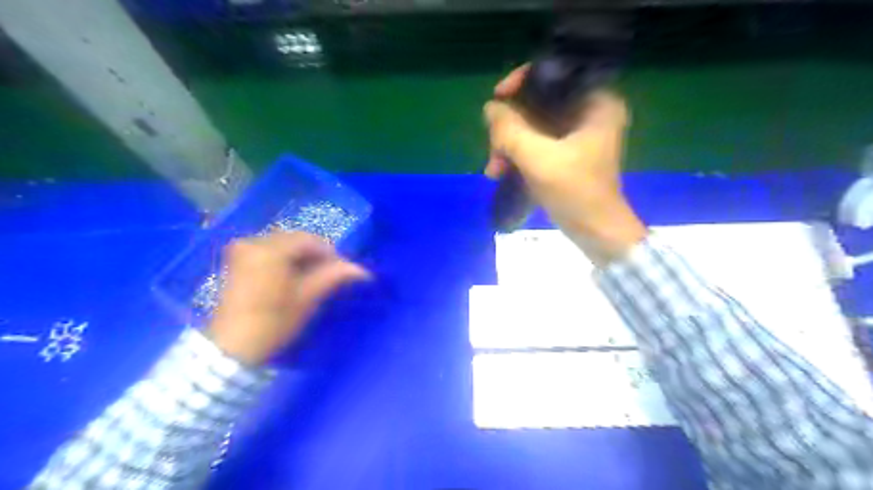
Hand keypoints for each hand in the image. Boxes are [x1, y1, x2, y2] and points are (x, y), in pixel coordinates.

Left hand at [207, 232, 366, 362]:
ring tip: (313, 277)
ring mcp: (241, 251)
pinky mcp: (236, 262)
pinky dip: (284, 260)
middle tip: (330, 274)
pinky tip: (292, 277)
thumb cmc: (273, 322)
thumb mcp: (307, 298)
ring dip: (300, 257)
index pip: (309, 240)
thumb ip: (333, 277)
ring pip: (282, 245)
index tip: (342, 270)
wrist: (232, 349)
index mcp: (270, 250)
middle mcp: (253, 242)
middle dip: (315, 254)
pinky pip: (268, 251)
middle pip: (294, 240)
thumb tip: (362, 270)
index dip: (330, 253)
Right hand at [485, 64, 645, 263]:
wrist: (596, 233)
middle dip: (509, 127)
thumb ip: (510, 130)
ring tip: (494, 170)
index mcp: (596, 102)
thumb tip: (489, 108)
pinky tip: (501, 173)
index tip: (497, 99)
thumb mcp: (539, 159)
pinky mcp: (567, 154)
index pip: (554, 75)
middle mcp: (589, 112)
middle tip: (493, 150)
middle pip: (538, 103)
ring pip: (533, 126)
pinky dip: (518, 155)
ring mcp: (577, 135)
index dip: (521, 83)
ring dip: (509, 145)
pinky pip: (536, 143)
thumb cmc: (576, 192)